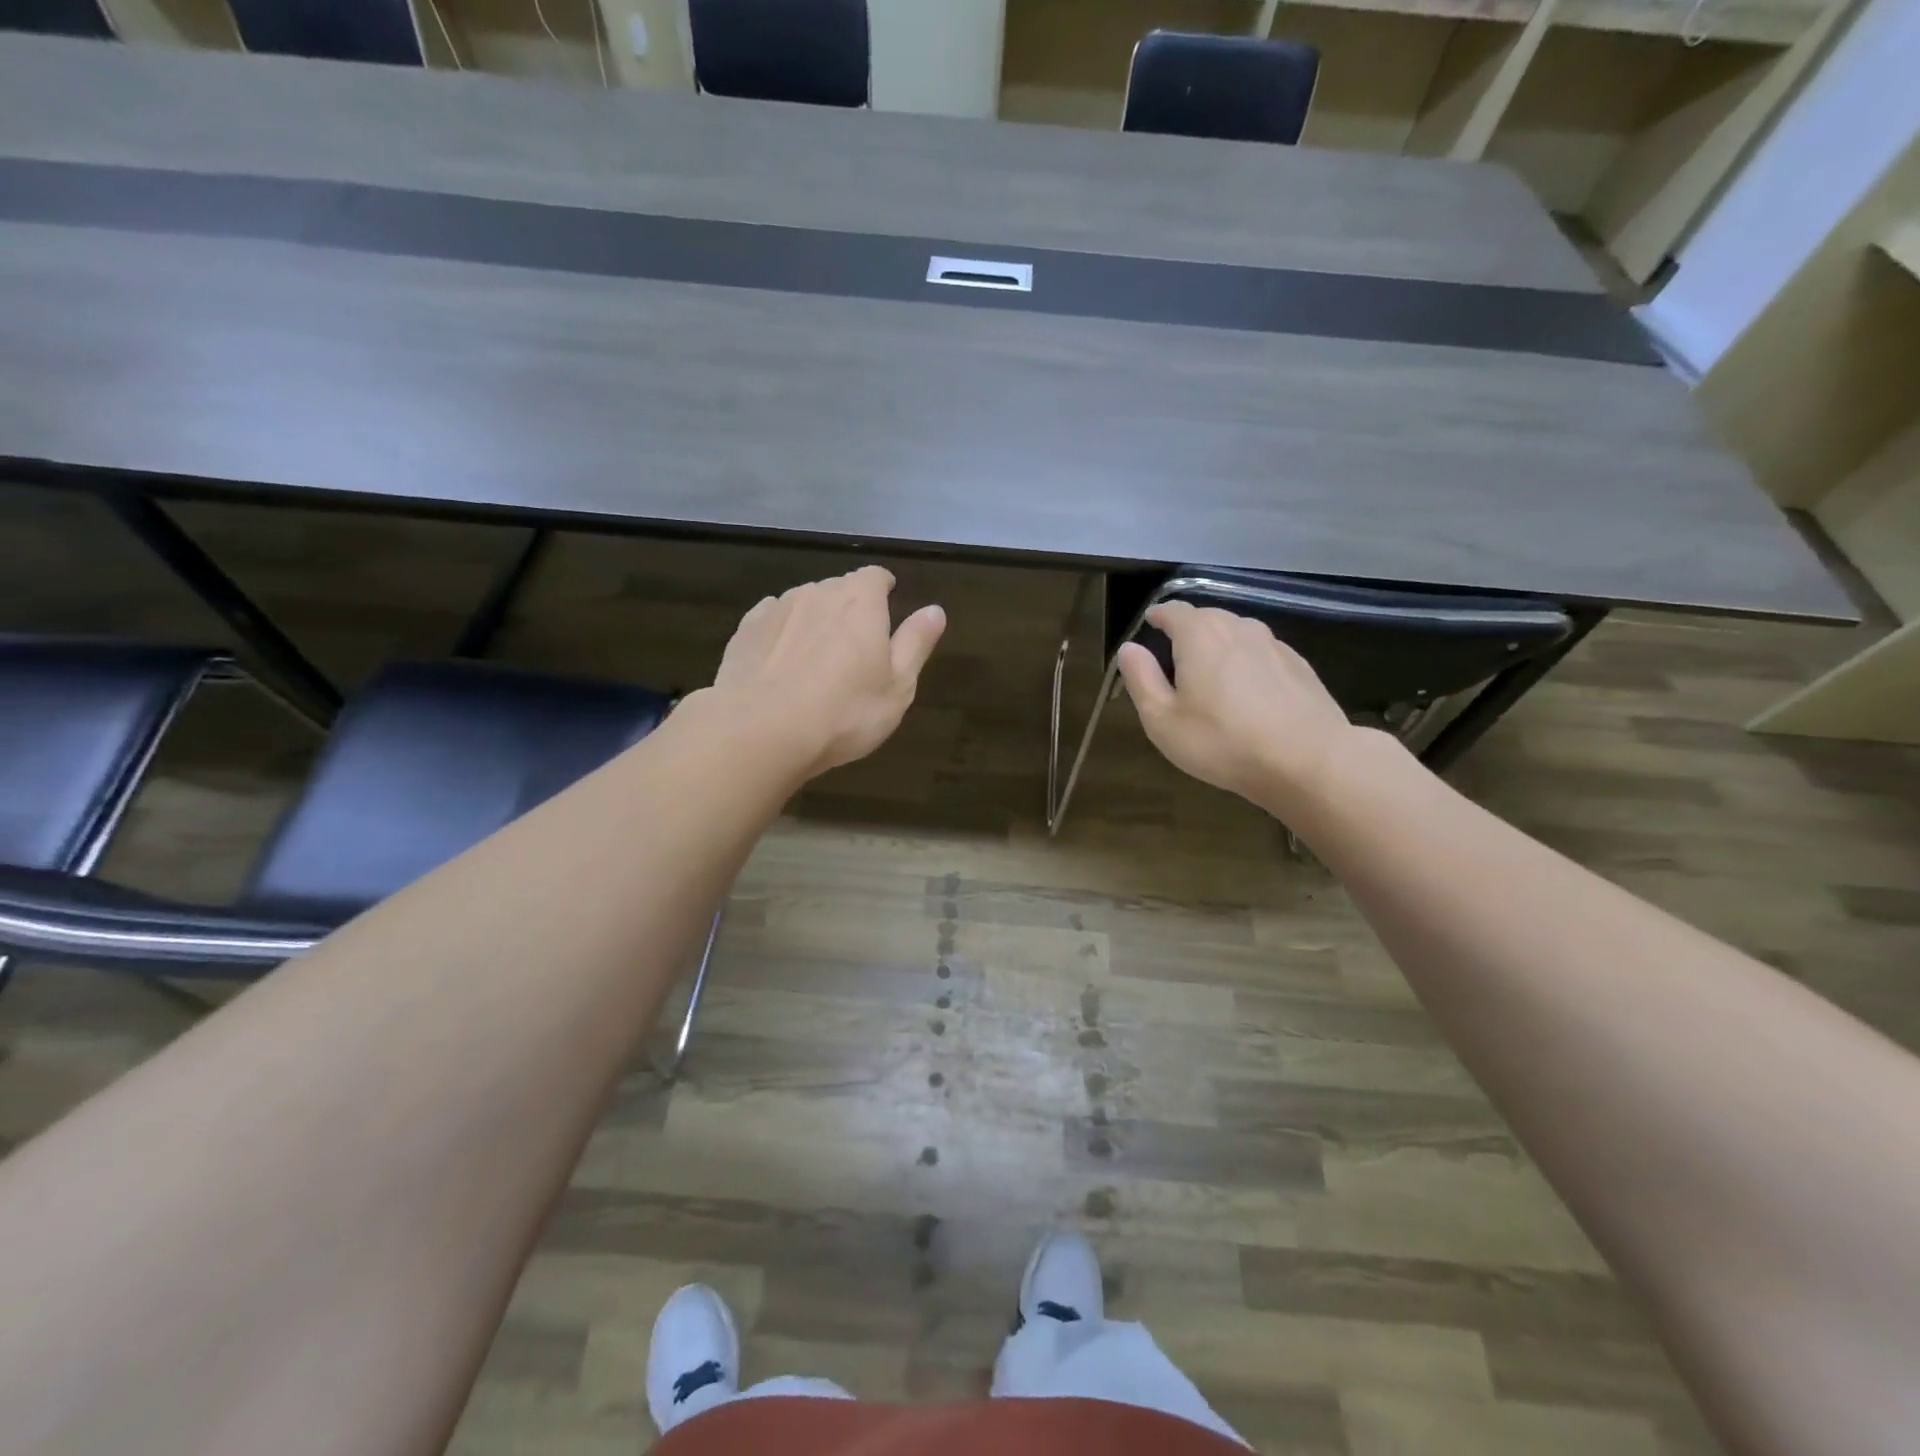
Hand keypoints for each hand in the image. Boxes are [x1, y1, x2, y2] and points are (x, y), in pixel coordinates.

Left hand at [705, 566, 946, 778]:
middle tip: (854, 648)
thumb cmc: (843, 713)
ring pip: (804, 604)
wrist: (760, 731)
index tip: (887, 606)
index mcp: (861, 602)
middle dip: (849, 609)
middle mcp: (818, 593)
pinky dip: (782, 634)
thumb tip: (935, 610)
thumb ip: (916, 643)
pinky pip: (772, 621)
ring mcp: (777, 608)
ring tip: (815, 661)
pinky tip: (781, 663)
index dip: (883, 589)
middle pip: (839, 589)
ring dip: (814, 622)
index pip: (876, 576)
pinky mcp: (745, 630)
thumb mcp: (898, 687)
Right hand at [1116, 601, 1354, 817]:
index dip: (1157, 617)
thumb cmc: (1222, 741)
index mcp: (1199, 634)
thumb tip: (1130, 648)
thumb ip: (1141, 678)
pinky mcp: (1299, 665)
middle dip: (1187, 636)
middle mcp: (1238, 627)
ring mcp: (1274, 644)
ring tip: (1213, 685)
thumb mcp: (1162, 719)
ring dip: (1219, 652)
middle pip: (1206, 620)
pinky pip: (1261, 656)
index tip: (1149, 628)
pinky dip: (1247, 668)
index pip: (1172, 610)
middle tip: (1176, 669)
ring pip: (1236, 637)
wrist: (1308, 760)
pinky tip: (1249, 700)